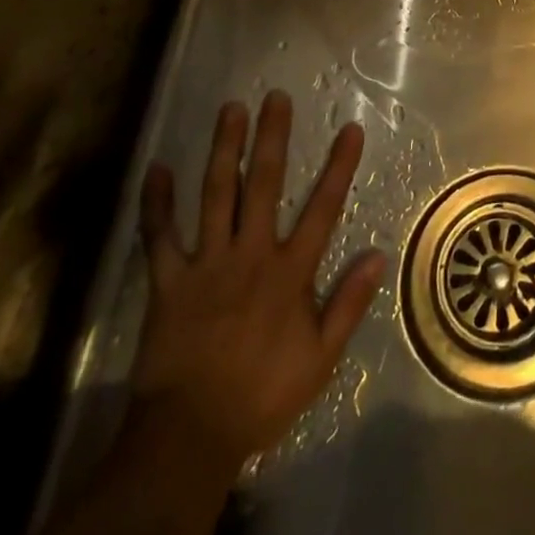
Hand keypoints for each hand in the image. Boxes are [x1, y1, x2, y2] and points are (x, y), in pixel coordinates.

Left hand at [130, 90, 385, 472]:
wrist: (188, 437)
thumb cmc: (261, 395)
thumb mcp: (320, 359)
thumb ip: (348, 304)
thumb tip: (377, 255)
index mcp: (289, 272)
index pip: (323, 208)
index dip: (339, 166)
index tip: (350, 128)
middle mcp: (250, 254)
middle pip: (264, 185)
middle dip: (272, 138)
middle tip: (275, 97)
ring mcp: (207, 264)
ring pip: (216, 195)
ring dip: (224, 150)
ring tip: (230, 110)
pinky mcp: (168, 281)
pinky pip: (160, 236)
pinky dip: (157, 203)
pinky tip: (157, 169)